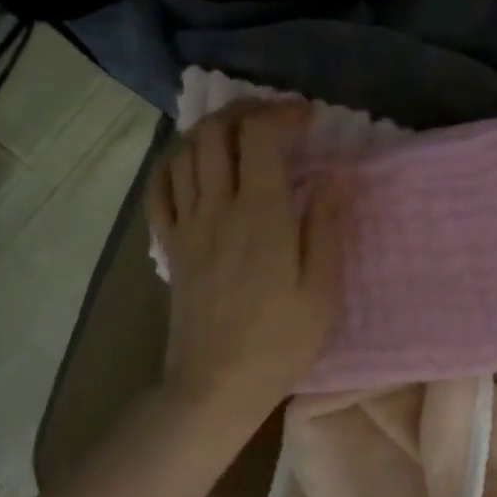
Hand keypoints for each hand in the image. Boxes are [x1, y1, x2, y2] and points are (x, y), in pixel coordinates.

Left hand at [150, 103, 348, 427]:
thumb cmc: (280, 342)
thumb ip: (327, 225)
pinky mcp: (170, 246)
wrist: (216, 386)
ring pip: (185, 153)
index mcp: (260, 216)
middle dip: (246, 110)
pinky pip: (159, 190)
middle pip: (216, 132)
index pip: (260, 136)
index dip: (283, 113)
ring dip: (212, 130)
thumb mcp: (322, 290)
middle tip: (276, 118)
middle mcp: (217, 209)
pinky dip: (174, 163)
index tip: (309, 117)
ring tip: (240, 135)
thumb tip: (336, 173)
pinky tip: (193, 164)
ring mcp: (186, 226)